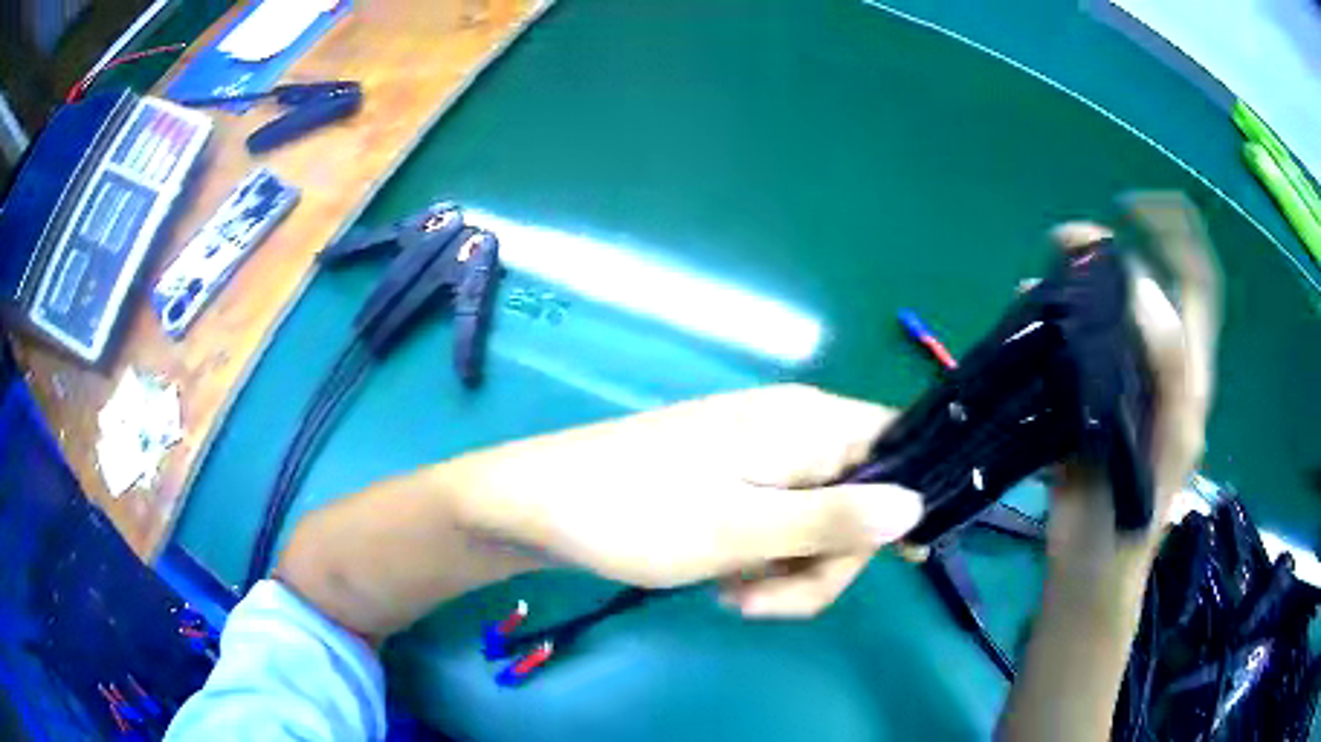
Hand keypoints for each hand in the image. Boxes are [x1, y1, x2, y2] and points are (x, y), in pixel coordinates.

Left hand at [452, 384, 923, 616]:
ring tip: (733, 593)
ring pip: (816, 526)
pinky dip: (761, 562)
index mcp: (805, 423)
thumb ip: (834, 520)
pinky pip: (778, 528)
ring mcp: (759, 460)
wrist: (539, 507)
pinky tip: (722, 579)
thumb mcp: (741, 530)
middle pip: (858, 501)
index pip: (896, 443)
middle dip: (826, 563)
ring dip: (787, 572)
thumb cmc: (635, 514)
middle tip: (768, 601)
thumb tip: (917, 506)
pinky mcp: (732, 485)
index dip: (907, 499)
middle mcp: (791, 432)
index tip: (906, 561)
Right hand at [1045, 194, 1220, 587]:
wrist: (1091, 567)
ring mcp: (1125, 381)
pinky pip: (1079, 341)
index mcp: (1189, 374)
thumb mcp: (1164, 442)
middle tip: (1069, 240)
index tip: (1130, 208)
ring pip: (1112, 311)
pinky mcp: (1092, 398)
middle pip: (1149, 285)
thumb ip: (1166, 368)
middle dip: (1115, 248)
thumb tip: (1141, 290)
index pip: (1196, 280)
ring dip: (1082, 280)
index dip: (1174, 232)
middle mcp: (1162, 367)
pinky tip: (1029, 308)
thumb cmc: (1132, 516)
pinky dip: (1057, 316)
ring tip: (1047, 269)